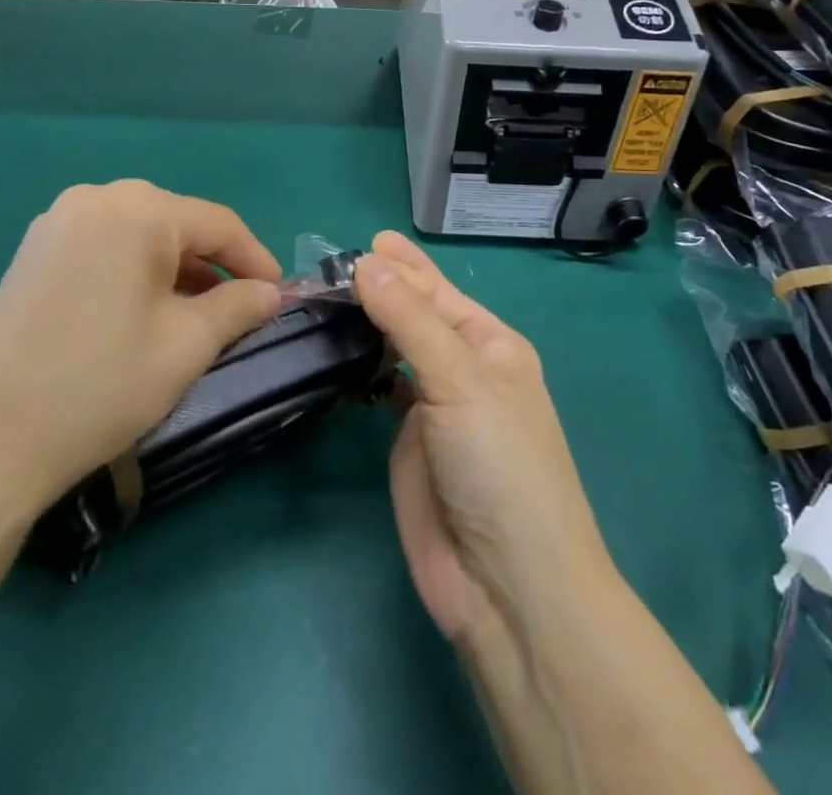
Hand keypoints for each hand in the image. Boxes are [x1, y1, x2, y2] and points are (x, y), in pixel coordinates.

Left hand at [0, 181, 281, 513]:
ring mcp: (55, 223)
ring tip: (194, 314)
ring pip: (138, 236)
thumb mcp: (186, 345)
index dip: (255, 259)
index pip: (218, 223)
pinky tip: (141, 311)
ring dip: (174, 270)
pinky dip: (134, 272)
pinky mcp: (33, 254)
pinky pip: (103, 248)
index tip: (278, 295)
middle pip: (176, 224)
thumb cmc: (101, 384)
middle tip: (238, 308)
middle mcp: (94, 199)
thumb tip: (270, 293)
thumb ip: (238, 307)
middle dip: (213, 265)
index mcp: (137, 210)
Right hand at [355, 232, 614, 648]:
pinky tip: (336, 352)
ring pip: (395, 350)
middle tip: (330, 268)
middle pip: (416, 317)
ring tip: (325, 299)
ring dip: (367, 325)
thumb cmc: (499, 466)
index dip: (404, 267)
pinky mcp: (408, 443)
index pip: (439, 293)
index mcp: (492, 346)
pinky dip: (361, 369)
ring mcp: (435, 407)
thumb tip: (367, 263)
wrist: (506, 587)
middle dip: (382, 290)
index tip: (361, 244)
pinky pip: (381, 389)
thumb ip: (411, 320)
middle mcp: (464, 370)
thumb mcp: (461, 381)